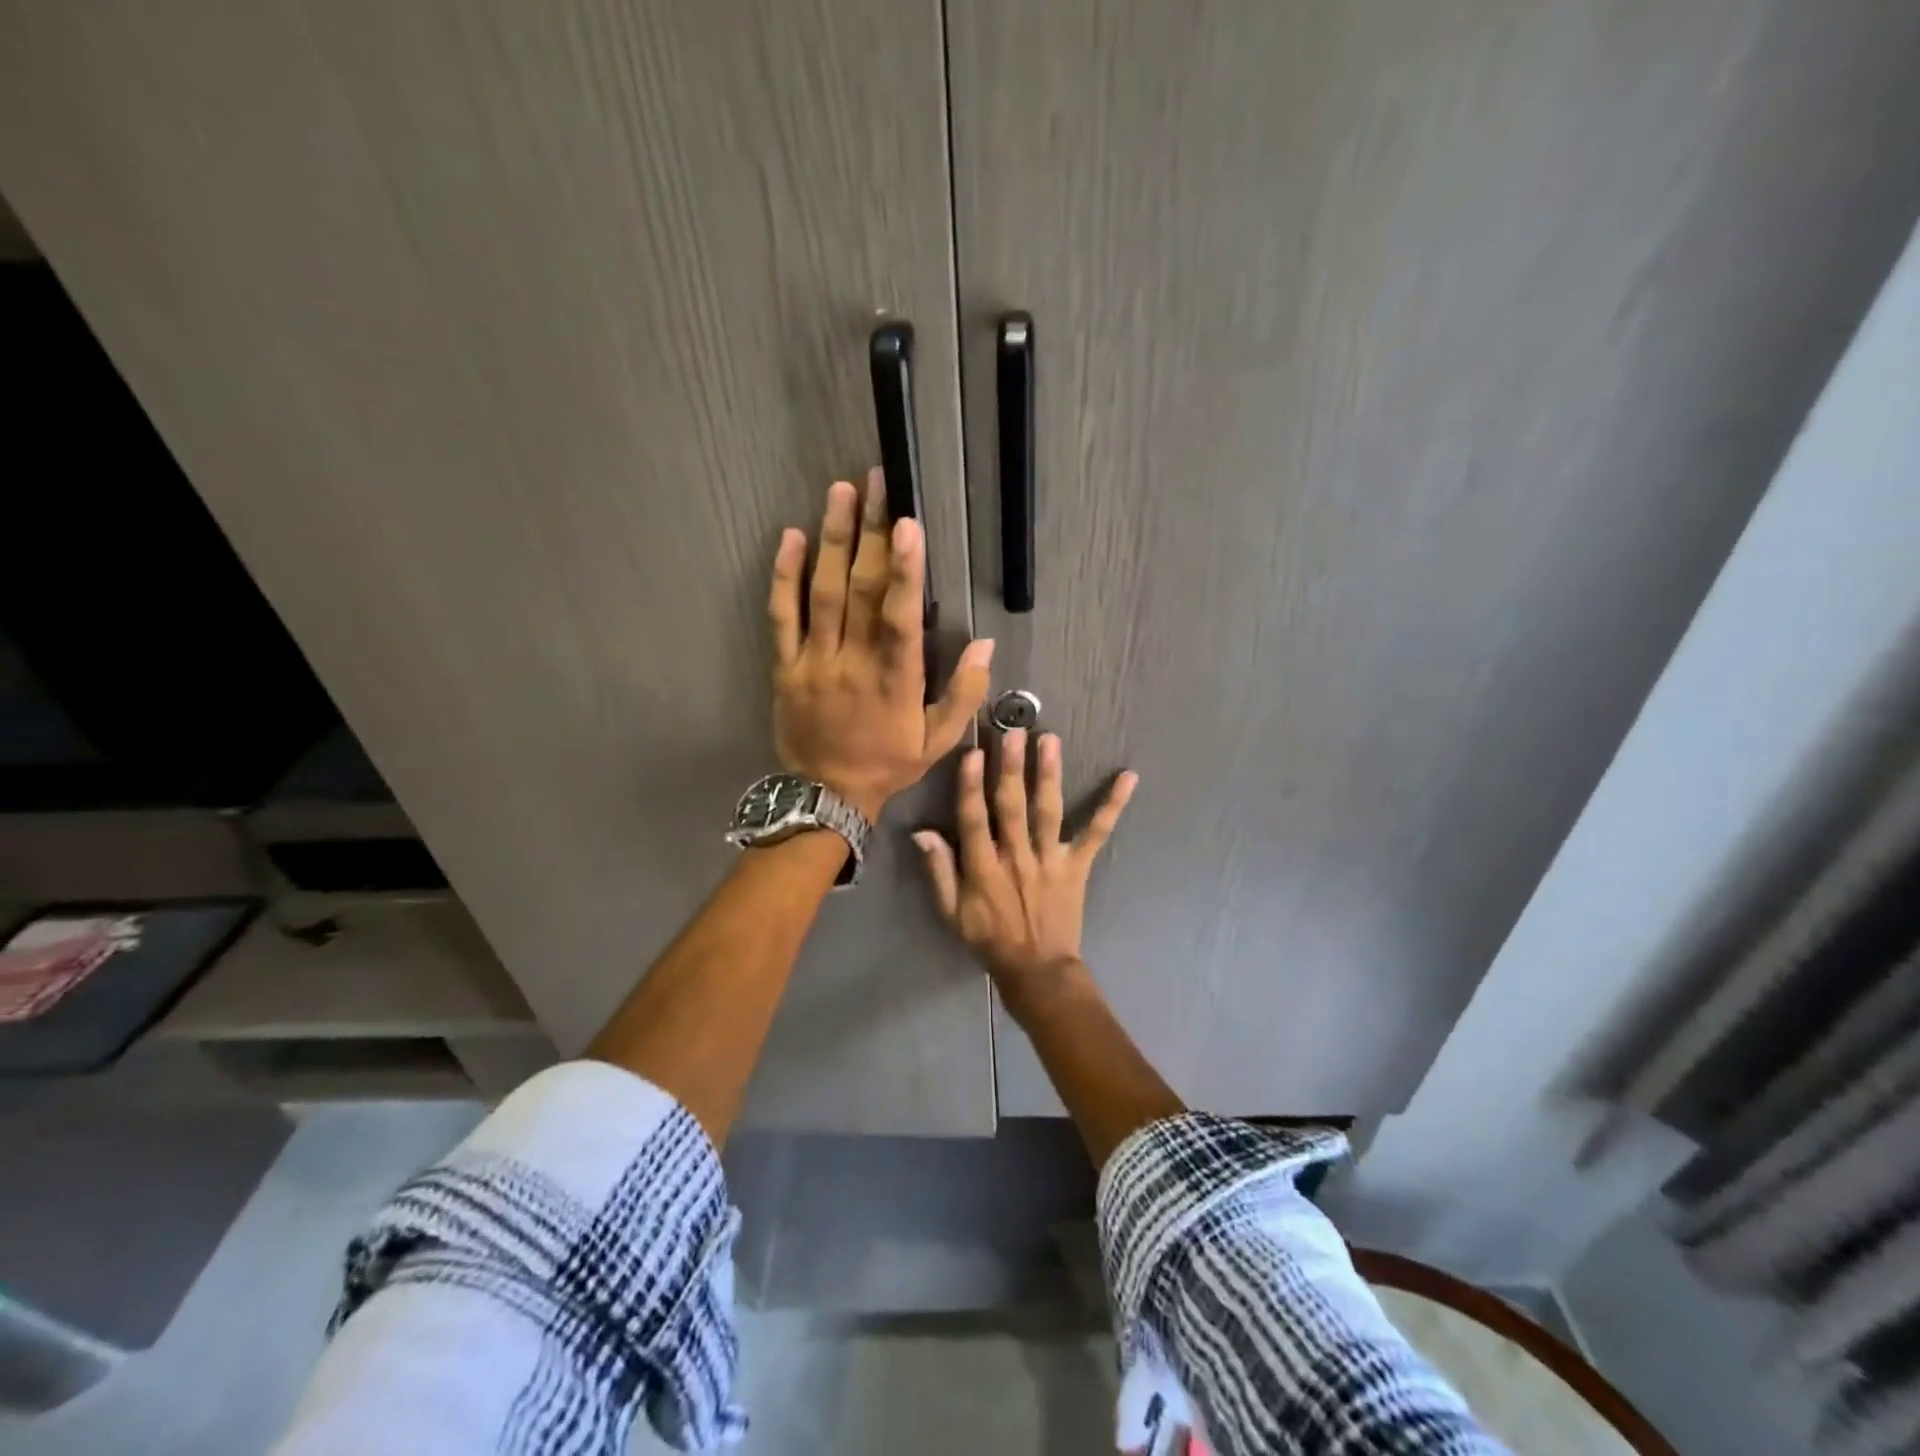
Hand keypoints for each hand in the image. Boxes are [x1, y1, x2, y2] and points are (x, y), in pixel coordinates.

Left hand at [770, 471, 993, 819]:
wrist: (827, 795)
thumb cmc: (888, 764)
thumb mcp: (939, 741)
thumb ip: (965, 694)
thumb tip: (986, 645)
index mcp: (894, 680)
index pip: (899, 617)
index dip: (904, 571)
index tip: (908, 525)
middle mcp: (852, 662)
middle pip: (861, 590)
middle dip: (871, 534)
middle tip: (878, 484)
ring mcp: (814, 661)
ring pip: (822, 593)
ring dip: (833, 540)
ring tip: (842, 493)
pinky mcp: (785, 666)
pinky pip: (782, 616)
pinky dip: (785, 577)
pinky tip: (792, 538)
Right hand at [913, 729, 1137, 998]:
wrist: (1037, 970)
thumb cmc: (989, 938)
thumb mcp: (952, 912)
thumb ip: (939, 871)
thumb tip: (922, 832)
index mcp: (984, 868)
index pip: (974, 820)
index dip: (971, 787)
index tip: (973, 753)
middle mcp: (1017, 857)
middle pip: (1012, 807)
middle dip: (1011, 768)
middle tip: (1013, 732)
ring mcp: (1050, 860)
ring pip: (1048, 812)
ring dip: (1049, 774)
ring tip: (1049, 740)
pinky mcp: (1077, 865)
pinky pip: (1097, 833)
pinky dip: (1113, 805)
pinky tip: (1128, 778)